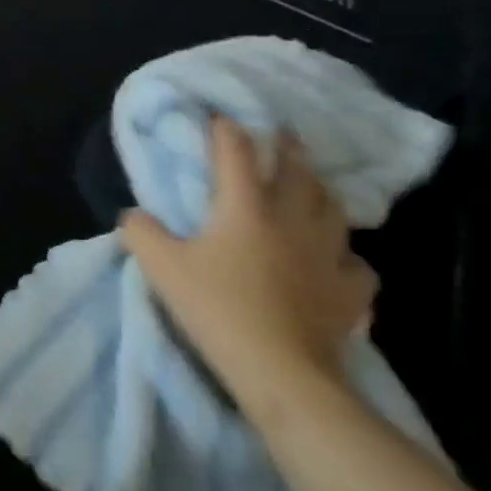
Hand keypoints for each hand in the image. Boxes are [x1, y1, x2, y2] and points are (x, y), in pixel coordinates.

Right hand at [119, 116, 376, 411]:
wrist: (281, 373)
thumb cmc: (217, 309)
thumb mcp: (161, 267)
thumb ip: (141, 232)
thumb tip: (134, 215)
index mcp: (245, 207)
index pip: (236, 154)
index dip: (227, 130)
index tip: (220, 117)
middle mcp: (290, 220)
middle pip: (297, 172)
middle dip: (289, 149)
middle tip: (284, 134)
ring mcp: (326, 256)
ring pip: (333, 210)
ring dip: (321, 192)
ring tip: (313, 187)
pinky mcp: (349, 293)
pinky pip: (355, 264)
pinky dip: (345, 256)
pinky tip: (336, 260)